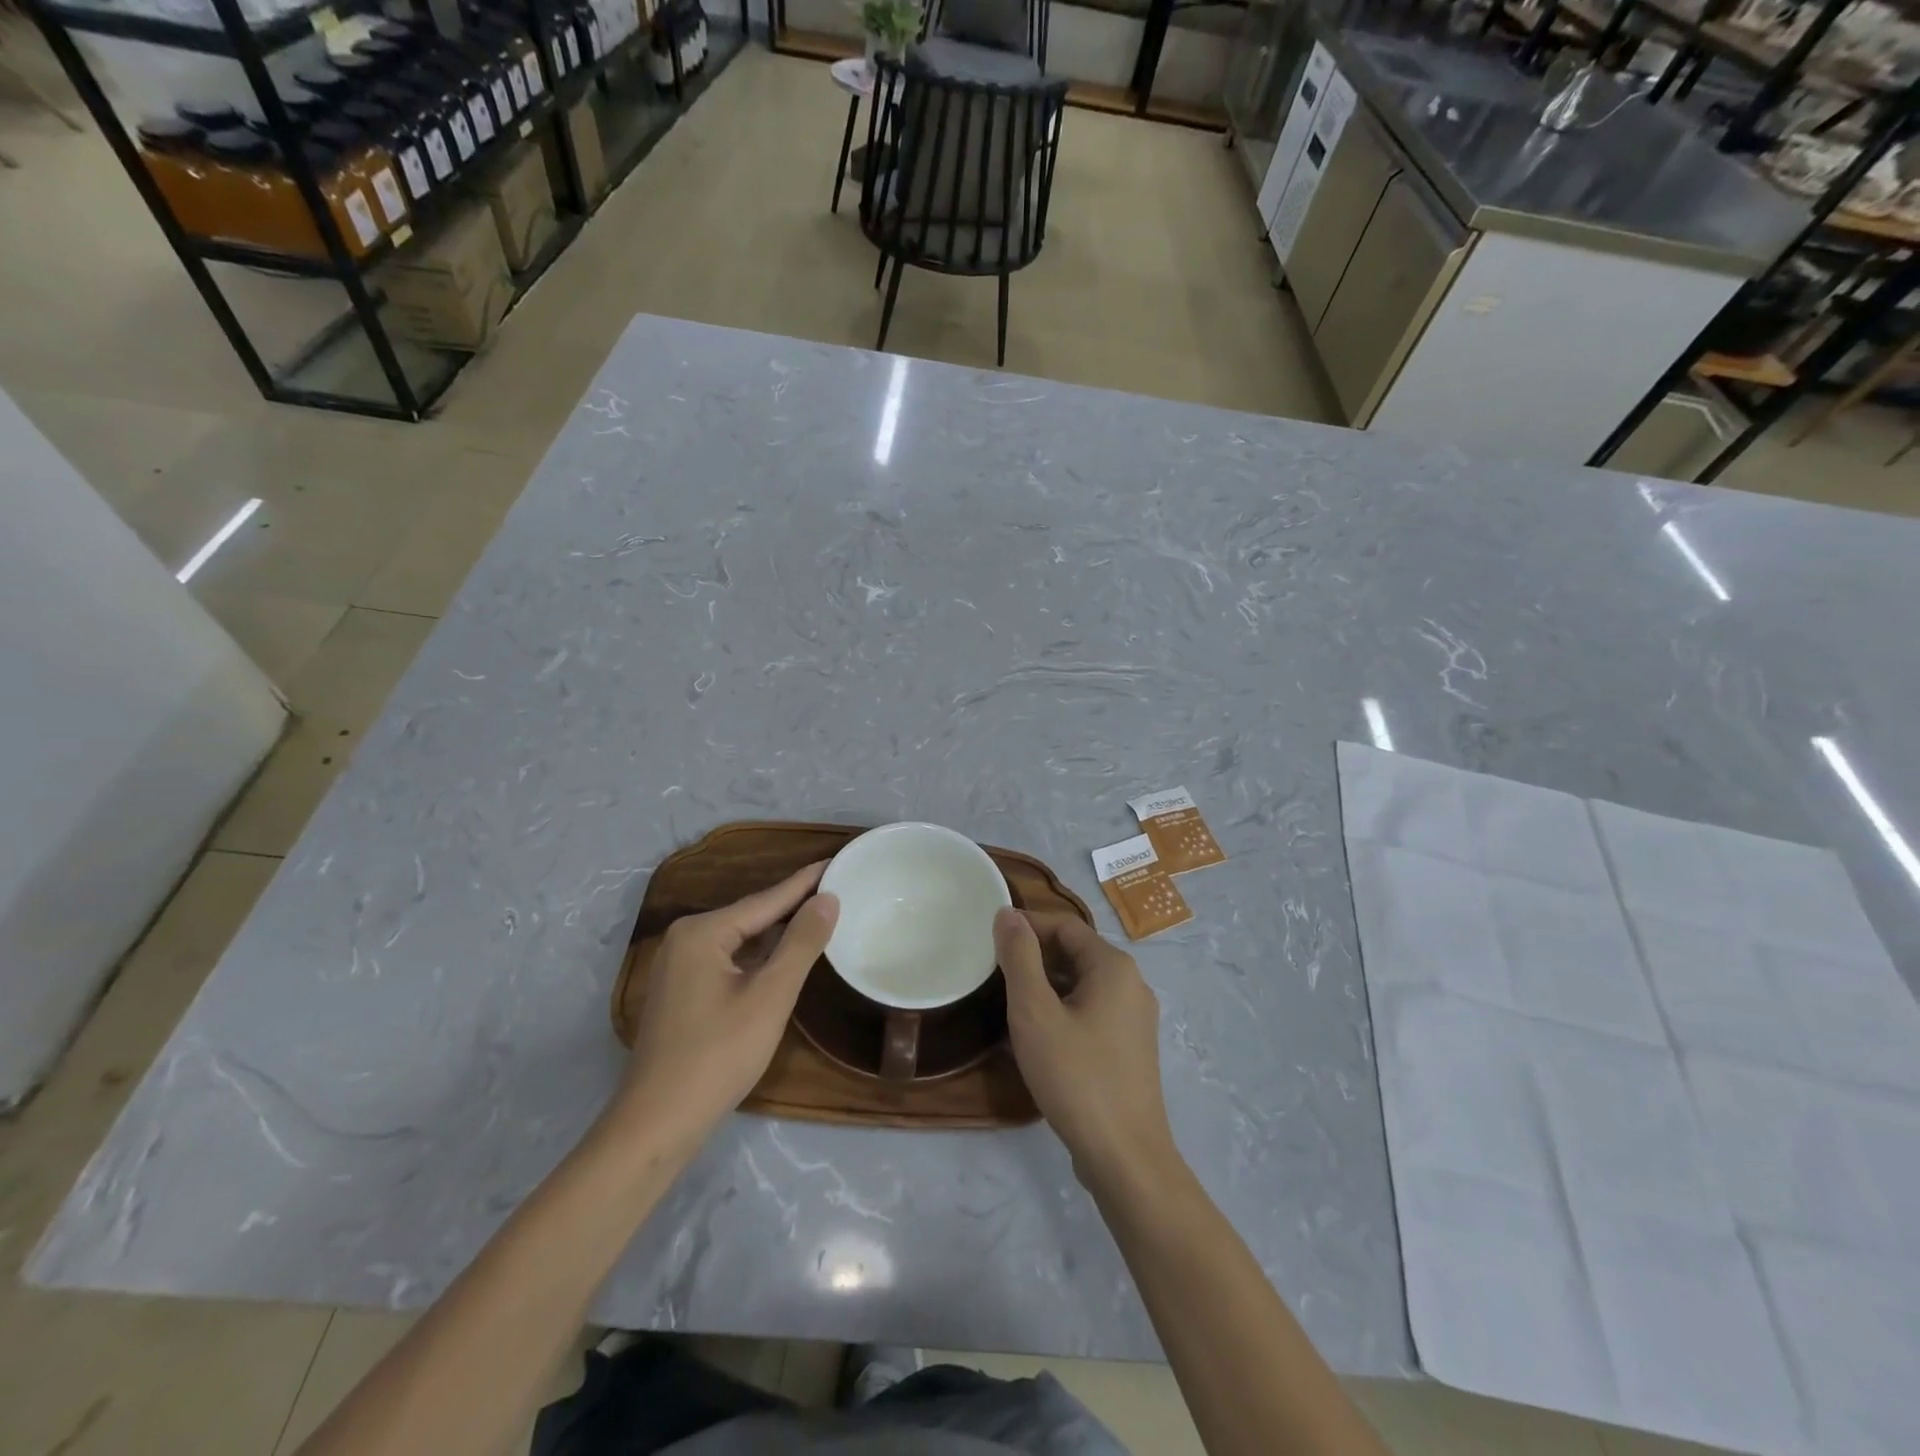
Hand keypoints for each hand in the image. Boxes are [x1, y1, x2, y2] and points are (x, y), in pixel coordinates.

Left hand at [616, 864, 838, 1141]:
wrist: (658, 1123)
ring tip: (820, 915)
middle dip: (793, 905)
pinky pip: (729, 959)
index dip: (806, 882)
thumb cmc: (718, 1055)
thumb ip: (801, 943)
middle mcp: (686, 938)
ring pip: (741, 939)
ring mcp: (679, 965)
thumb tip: (828, 898)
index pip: (767, 898)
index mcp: (703, 931)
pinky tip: (784, 956)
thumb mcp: (771, 996)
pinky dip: (760, 955)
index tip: (837, 860)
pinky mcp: (682, 990)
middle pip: (752, 915)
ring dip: (778, 932)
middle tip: (837, 888)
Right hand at [995, 908, 1180, 1192]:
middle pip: (1075, 952)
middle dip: (1034, 957)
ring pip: (1082, 984)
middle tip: (993, 972)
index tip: (989, 939)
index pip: (1064, 926)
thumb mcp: (1035, 1013)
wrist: (1125, 1158)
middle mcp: (1132, 984)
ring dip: (1046, 985)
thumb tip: (1008, 913)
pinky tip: (1037, 1034)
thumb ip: (1019, 958)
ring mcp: (1135, 1018)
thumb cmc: (1076, 1077)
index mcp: (1113, 966)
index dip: (1026, 926)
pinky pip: (1091, 1011)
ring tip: (1007, 1001)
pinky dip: (1062, 1010)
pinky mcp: (1130, 1048)